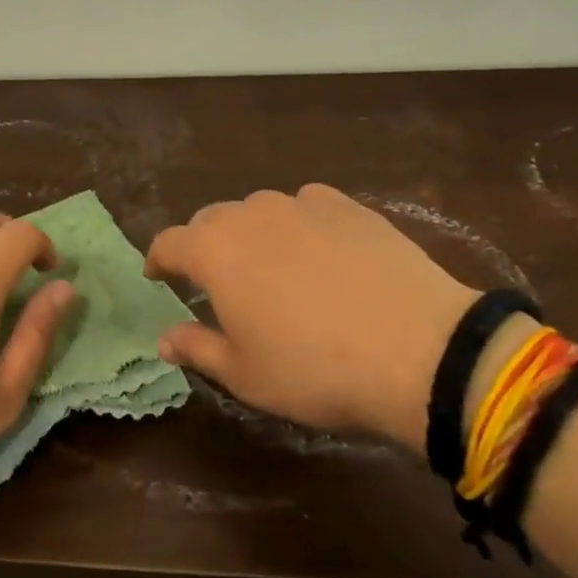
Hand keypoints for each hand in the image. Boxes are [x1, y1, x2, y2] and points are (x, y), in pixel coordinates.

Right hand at [147, 185, 484, 452]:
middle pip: (212, 220)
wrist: (418, 350)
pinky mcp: (348, 206)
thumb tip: (164, 338)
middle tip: (216, 281)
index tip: (158, 276)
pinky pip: (308, 206)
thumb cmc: (314, 370)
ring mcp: (302, 204)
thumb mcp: (245, 374)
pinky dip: (301, 224)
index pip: (169, 243)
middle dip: (205, 246)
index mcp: (214, 250)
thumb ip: (197, 348)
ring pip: (260, 211)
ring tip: (272, 267)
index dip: (158, 260)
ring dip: (253, 234)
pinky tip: (320, 251)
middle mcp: (250, 213)